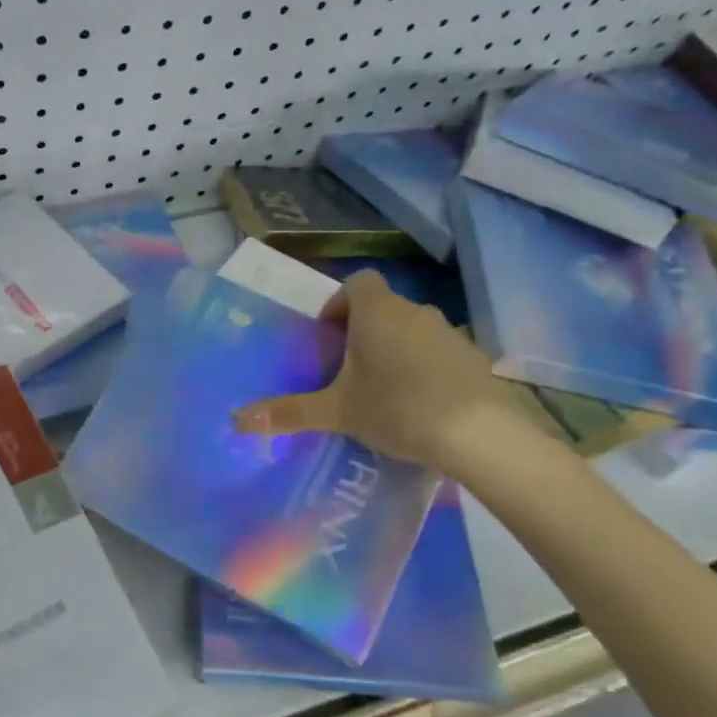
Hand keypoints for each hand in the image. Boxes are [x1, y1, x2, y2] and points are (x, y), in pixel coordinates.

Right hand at [231, 268, 541, 473]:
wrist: (479, 433)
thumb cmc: (396, 408)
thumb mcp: (336, 413)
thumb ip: (288, 412)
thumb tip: (237, 420)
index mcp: (377, 312)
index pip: (357, 283)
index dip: (339, 303)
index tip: (329, 336)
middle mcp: (414, 311)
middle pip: (383, 308)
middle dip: (363, 332)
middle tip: (348, 371)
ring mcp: (450, 332)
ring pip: (412, 330)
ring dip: (395, 349)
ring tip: (383, 390)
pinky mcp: (474, 357)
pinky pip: (439, 351)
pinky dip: (425, 367)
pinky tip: (421, 404)